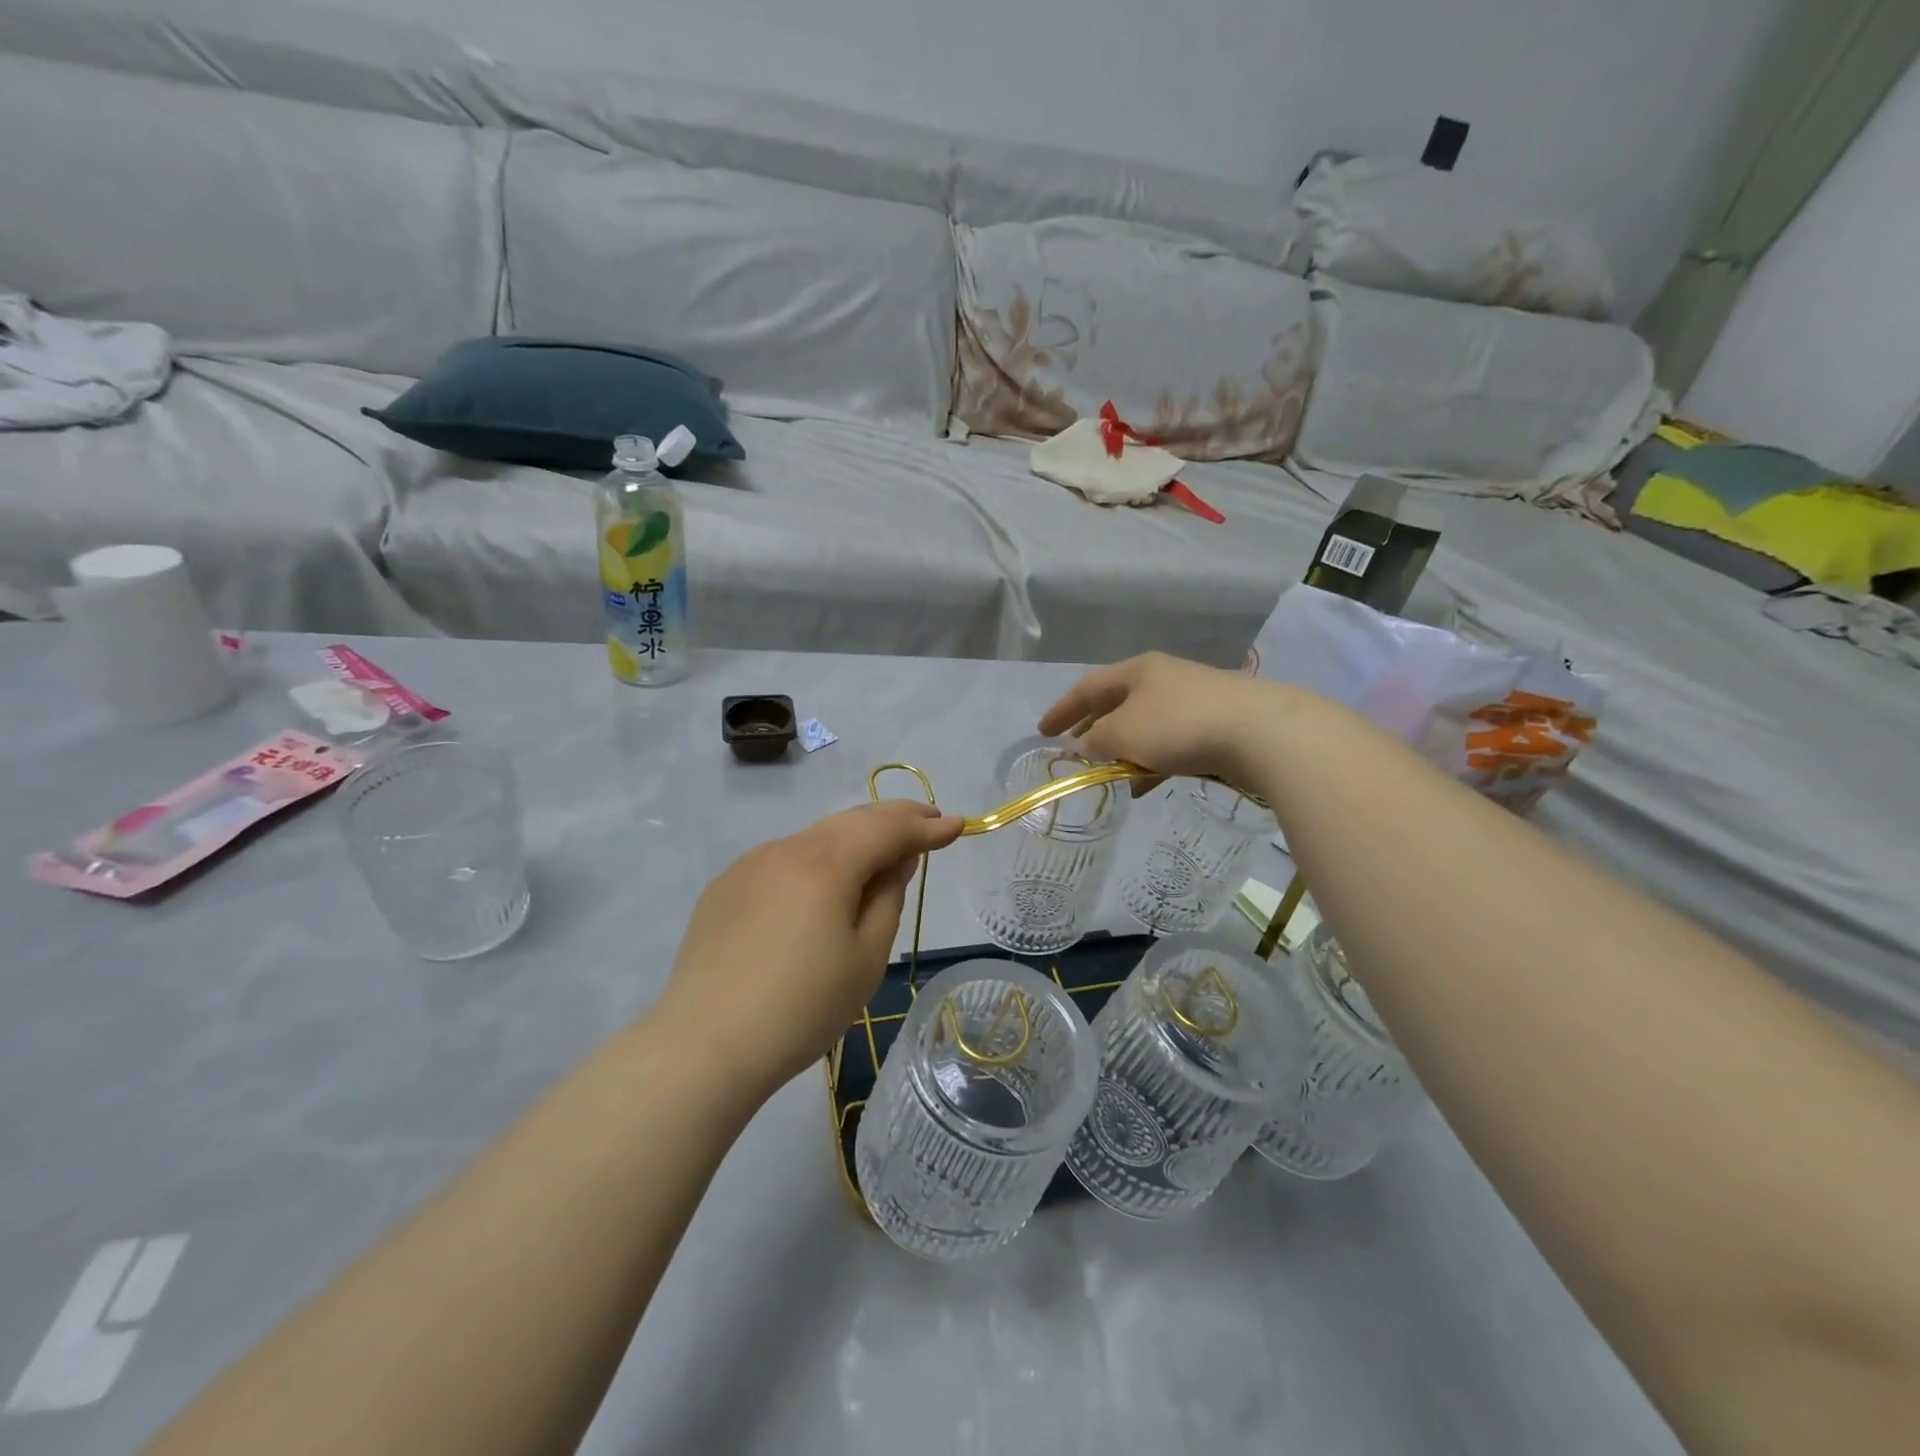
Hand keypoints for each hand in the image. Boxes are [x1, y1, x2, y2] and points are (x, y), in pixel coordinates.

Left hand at [657, 801, 962, 1094]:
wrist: (705, 1046)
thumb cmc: (802, 1007)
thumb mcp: (866, 957)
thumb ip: (888, 897)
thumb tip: (897, 859)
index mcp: (827, 862)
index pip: (888, 828)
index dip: (927, 826)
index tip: (959, 824)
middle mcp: (787, 848)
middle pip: (850, 821)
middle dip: (893, 819)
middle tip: (927, 822)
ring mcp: (750, 864)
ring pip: (815, 839)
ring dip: (853, 840)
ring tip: (879, 854)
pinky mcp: (725, 887)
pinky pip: (783, 861)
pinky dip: (815, 862)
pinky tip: (820, 888)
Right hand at [1037, 652, 1291, 789]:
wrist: (1260, 733)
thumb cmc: (1179, 725)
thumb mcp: (1124, 733)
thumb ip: (1096, 740)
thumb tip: (1082, 747)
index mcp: (1137, 671)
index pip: (1088, 687)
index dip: (1062, 709)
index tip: (1042, 732)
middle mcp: (1163, 680)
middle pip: (1117, 704)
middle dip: (1092, 729)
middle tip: (1073, 750)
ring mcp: (1192, 702)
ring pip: (1144, 726)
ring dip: (1121, 750)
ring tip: (1105, 775)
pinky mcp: (1215, 727)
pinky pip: (1169, 745)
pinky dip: (1150, 762)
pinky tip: (1143, 786)